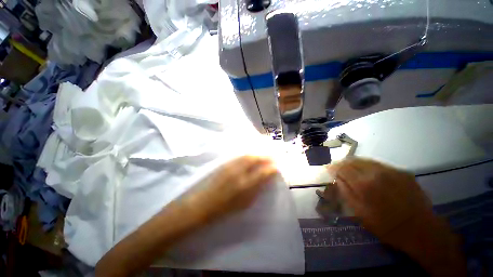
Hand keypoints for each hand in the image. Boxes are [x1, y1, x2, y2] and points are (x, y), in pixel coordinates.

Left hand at [187, 156, 277, 222]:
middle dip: (265, 156)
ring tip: (263, 152)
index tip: (277, 165)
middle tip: (272, 155)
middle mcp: (238, 173)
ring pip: (247, 155)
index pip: (262, 173)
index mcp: (245, 186)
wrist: (203, 204)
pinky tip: (251, 153)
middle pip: (254, 159)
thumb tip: (267, 178)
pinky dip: (248, 153)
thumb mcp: (245, 203)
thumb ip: (257, 189)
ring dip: (257, 152)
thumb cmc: (225, 207)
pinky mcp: (224, 164)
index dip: (271, 168)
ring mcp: (230, 167)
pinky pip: (239, 155)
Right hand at [327, 158, 465, 276]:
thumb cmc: (386, 226)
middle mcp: (376, 173)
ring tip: (349, 167)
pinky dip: (367, 165)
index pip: (342, 168)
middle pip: (352, 161)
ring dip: (353, 162)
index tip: (328, 168)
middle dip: (341, 163)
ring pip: (365, 160)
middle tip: (337, 167)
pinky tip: (367, 171)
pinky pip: (378, 164)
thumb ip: (346, 192)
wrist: (421, 230)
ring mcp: (391, 170)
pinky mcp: (401, 171)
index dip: (333, 167)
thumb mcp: (360, 213)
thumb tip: (337, 178)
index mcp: (363, 184)